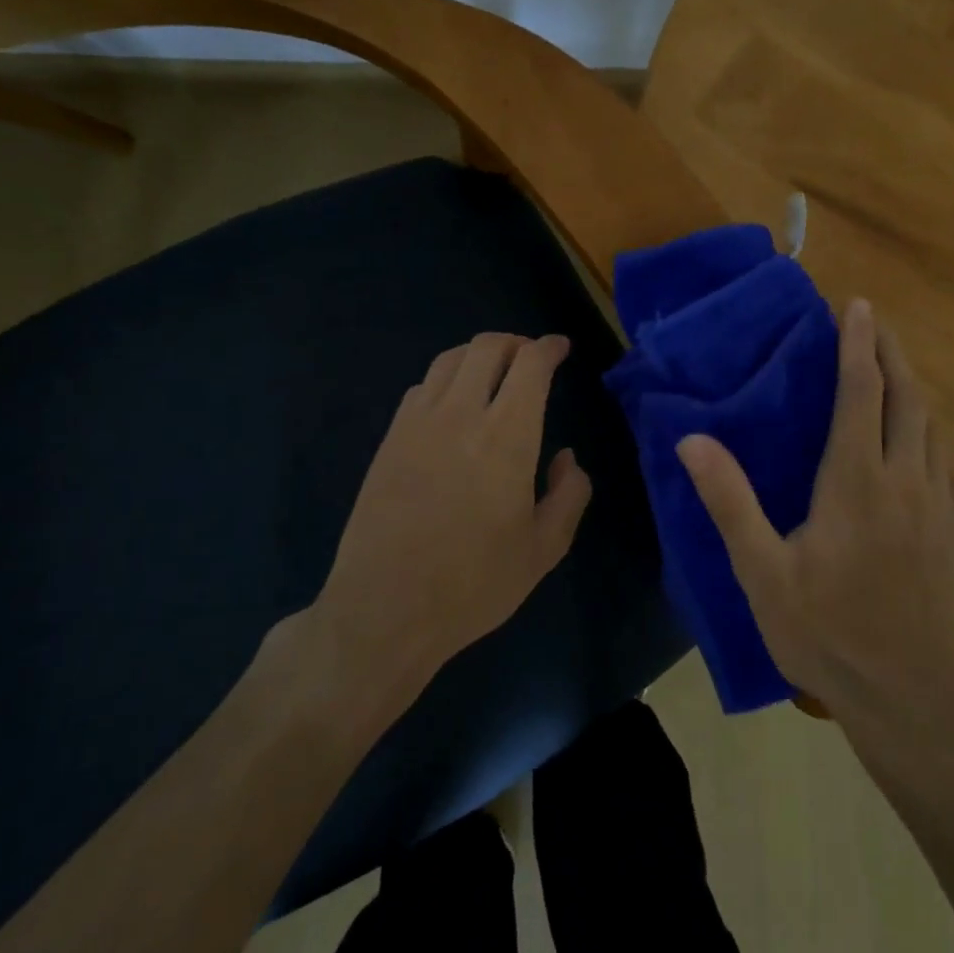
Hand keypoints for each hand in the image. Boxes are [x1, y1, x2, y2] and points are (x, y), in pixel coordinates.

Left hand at [305, 332, 592, 700]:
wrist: (384, 610)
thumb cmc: (473, 584)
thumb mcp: (544, 550)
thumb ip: (569, 495)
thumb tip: (568, 458)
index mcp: (507, 437)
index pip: (530, 364)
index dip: (549, 347)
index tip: (561, 348)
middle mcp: (461, 415)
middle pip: (487, 348)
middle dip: (515, 342)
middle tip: (531, 358)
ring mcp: (418, 424)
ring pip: (450, 360)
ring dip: (478, 355)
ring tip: (494, 373)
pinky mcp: (389, 440)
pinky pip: (422, 387)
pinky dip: (446, 380)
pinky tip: (453, 405)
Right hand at [677, 300, 953, 719]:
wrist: (911, 699)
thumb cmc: (828, 633)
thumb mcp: (763, 572)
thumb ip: (729, 501)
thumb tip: (690, 439)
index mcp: (857, 481)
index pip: (861, 392)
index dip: (858, 344)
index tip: (857, 307)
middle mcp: (907, 479)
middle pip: (906, 397)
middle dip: (892, 353)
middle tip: (878, 324)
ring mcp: (942, 505)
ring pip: (933, 428)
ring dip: (913, 391)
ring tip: (895, 374)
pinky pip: (949, 463)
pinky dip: (932, 435)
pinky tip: (923, 444)